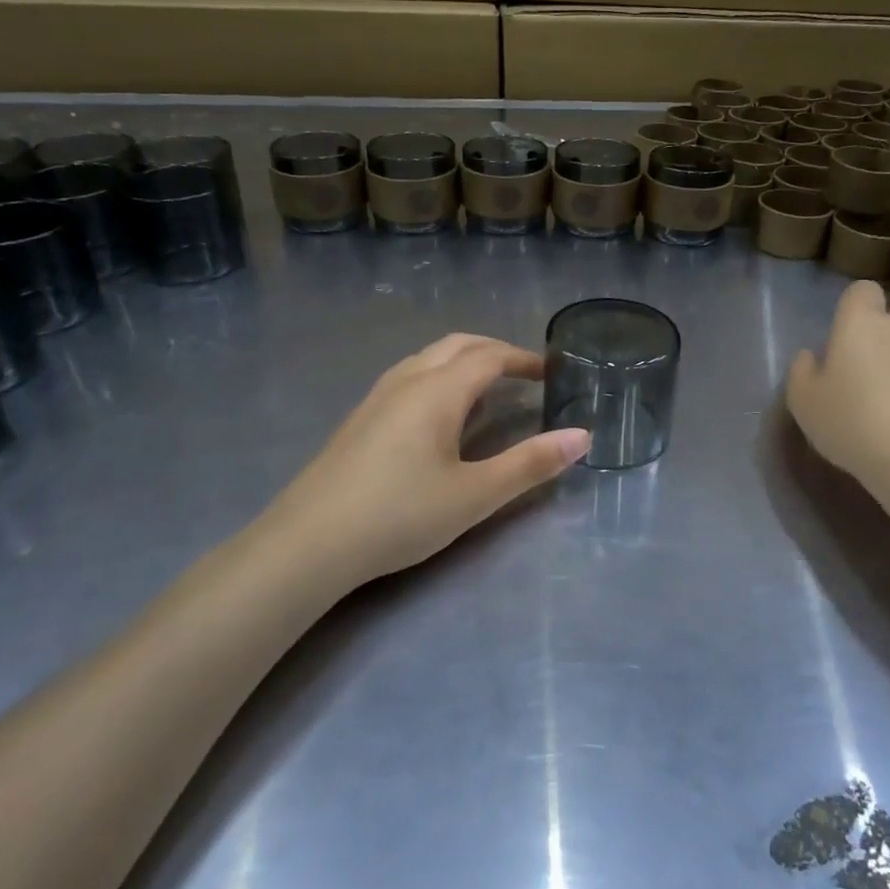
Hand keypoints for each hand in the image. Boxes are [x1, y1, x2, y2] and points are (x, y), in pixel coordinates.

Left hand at [258, 334, 589, 586]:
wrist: (308, 543)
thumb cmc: (399, 515)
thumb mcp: (475, 495)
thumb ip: (530, 464)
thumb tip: (581, 437)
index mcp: (438, 391)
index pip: (489, 356)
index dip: (523, 359)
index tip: (551, 373)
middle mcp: (406, 381)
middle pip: (457, 345)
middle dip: (495, 351)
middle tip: (525, 374)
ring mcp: (376, 397)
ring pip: (428, 358)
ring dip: (463, 361)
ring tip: (487, 389)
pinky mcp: (359, 419)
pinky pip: (409, 377)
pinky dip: (439, 377)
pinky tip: (439, 415)